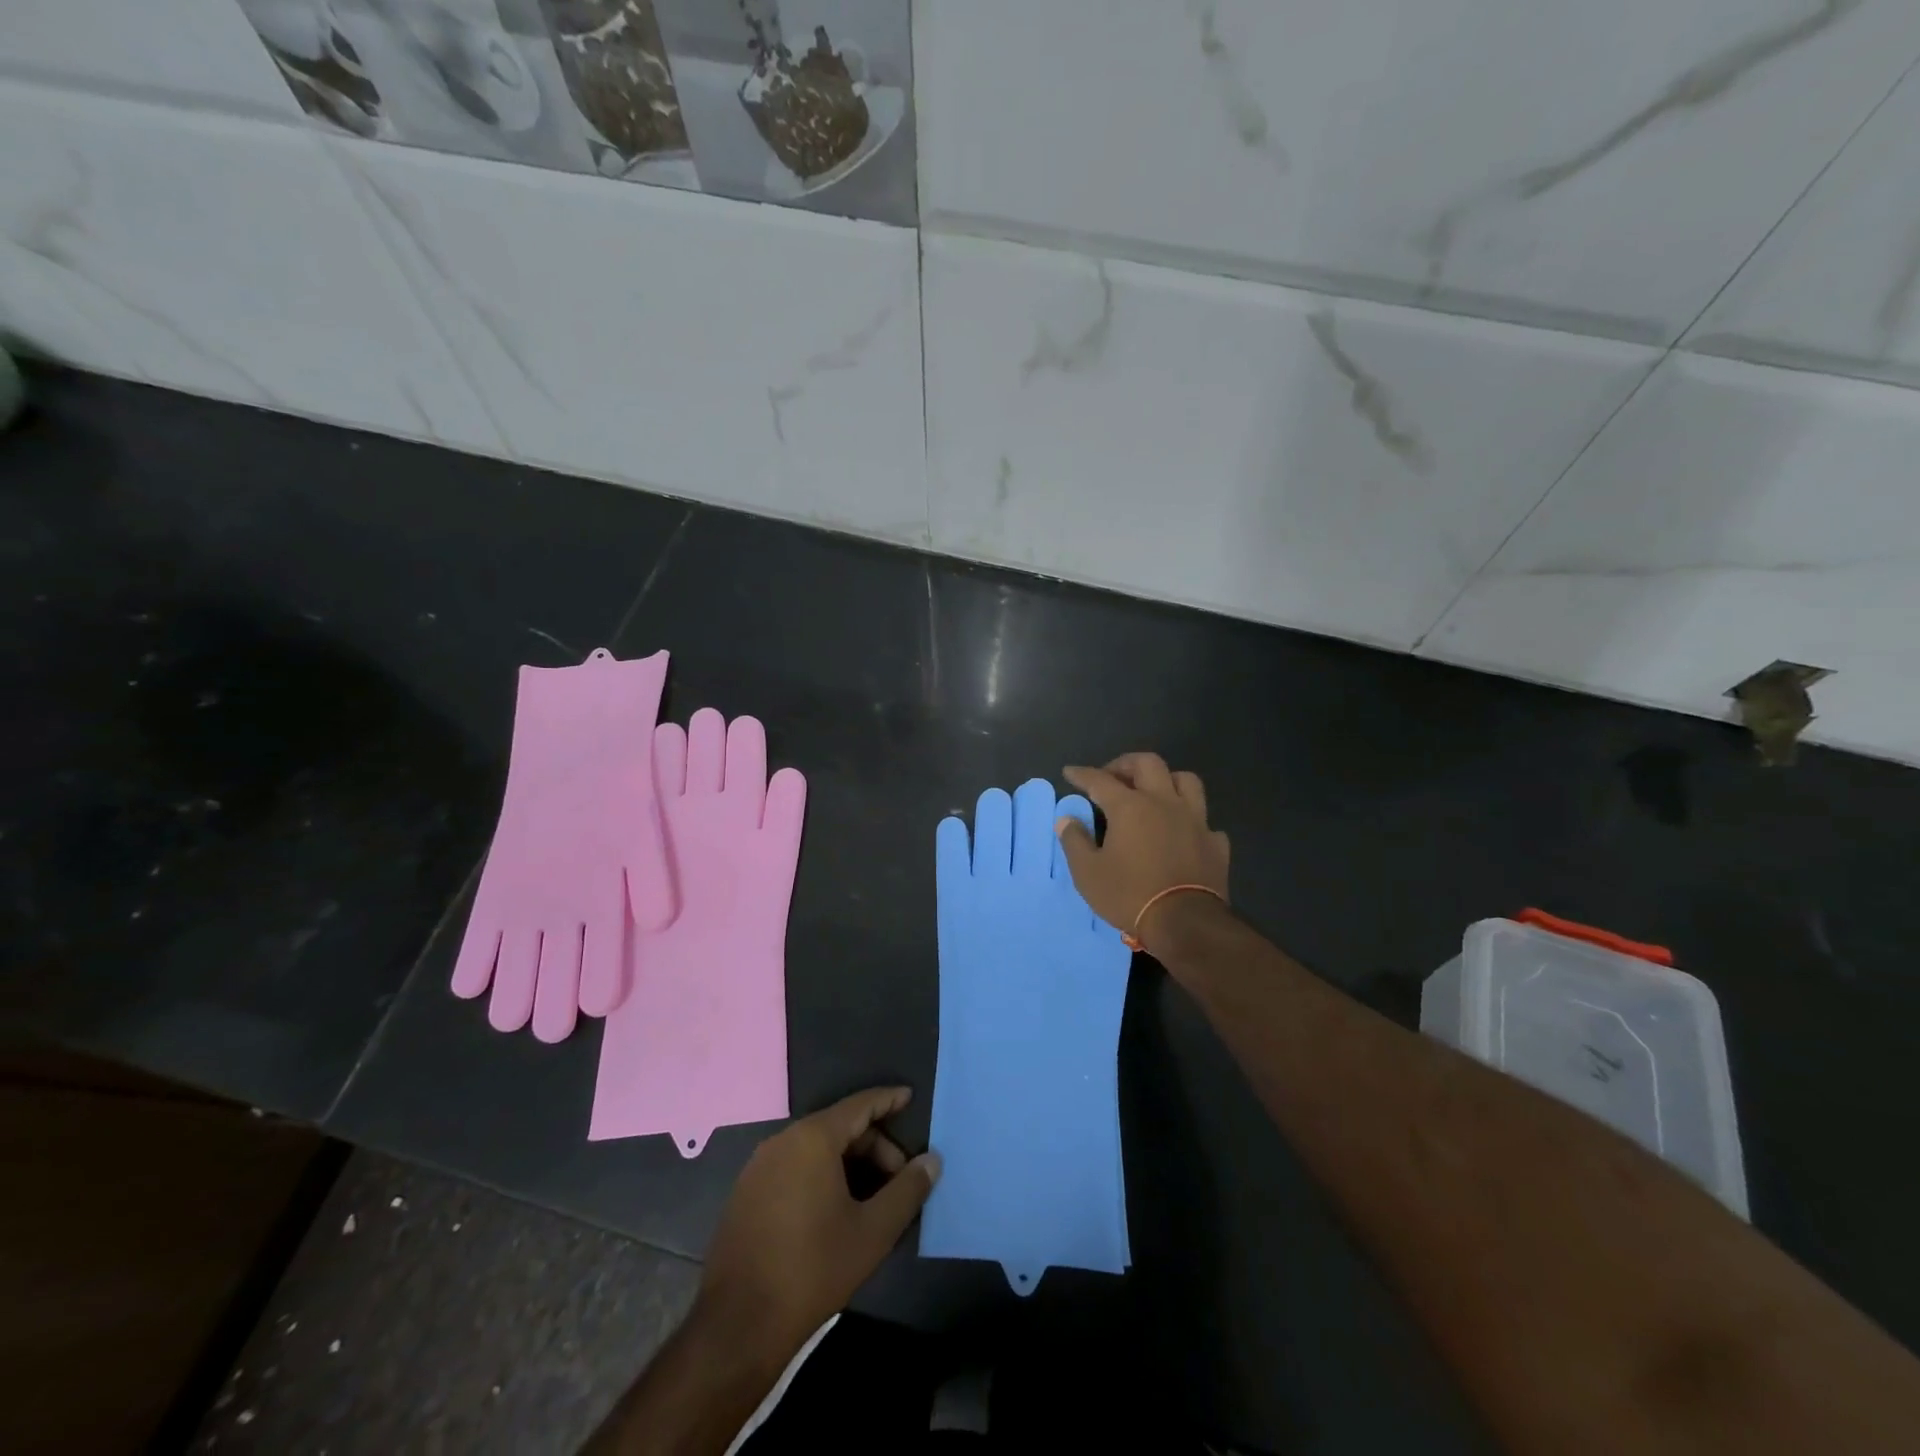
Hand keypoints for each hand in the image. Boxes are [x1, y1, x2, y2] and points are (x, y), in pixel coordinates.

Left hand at [699, 1088, 940, 1356]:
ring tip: (872, 1199)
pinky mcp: (746, 1193)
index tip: (910, 1097)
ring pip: (815, 1149)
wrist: (738, 1327)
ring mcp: (759, 1166)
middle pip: (839, 1127)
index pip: (859, 1105)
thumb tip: (932, 1161)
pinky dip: (821, 1175)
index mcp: (812, 1139)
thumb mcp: (872, 1232)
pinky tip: (835, 1211)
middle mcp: (782, 1140)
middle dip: (874, 1146)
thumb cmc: (812, 1270)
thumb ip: (907, 1191)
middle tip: (899, 1180)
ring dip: (849, 1163)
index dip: (888, 1100)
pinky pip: (793, 1166)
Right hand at [1056, 753, 1230, 952]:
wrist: (1186, 923)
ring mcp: (1195, 820)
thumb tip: (1066, 820)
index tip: (1070, 772)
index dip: (1082, 774)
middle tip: (1112, 777)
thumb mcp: (1088, 873)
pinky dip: (1191, 820)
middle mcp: (1164, 802)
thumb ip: (1075, 841)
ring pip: (1185, 781)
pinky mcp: (1215, 842)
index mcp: (1130, 806)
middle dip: (1126, 764)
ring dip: (1166, 780)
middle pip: (1148, 763)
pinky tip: (1183, 832)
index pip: (1100, 780)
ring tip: (1153, 793)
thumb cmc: (1130, 895)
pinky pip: (1204, 820)